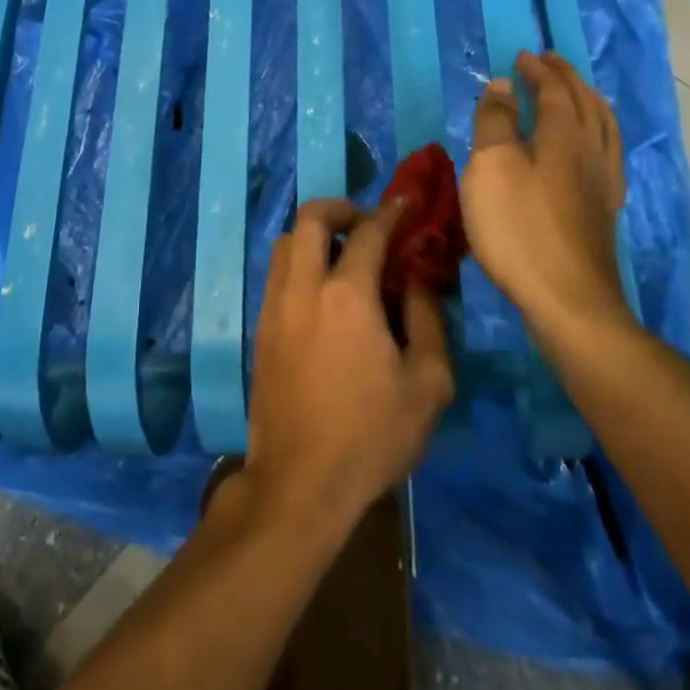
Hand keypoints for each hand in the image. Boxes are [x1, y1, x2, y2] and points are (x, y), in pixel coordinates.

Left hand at [245, 199, 454, 534]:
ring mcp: (275, 307)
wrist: (300, 483)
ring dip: (315, 236)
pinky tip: (322, 295)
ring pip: (286, 243)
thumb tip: (417, 280)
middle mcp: (304, 288)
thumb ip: (428, 320)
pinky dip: (300, 264)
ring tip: (343, 258)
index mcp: (347, 296)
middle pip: (310, 218)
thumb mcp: (428, 385)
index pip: (368, 232)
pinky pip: (277, 275)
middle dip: (341, 208)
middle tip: (366, 224)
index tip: (406, 207)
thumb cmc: (372, 436)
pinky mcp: (261, 330)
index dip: (390, 212)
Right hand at [462, 51, 632, 341]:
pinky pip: (609, 153)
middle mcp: (591, 151)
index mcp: (564, 135)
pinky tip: (593, 147)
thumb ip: (495, 122)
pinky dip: (600, 133)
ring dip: (589, 101)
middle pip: (586, 103)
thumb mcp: (491, 167)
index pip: (555, 90)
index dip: (539, 71)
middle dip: (567, 78)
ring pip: (605, 127)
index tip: (522, 57)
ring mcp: (603, 182)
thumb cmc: (518, 227)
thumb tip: (502, 85)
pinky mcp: (604, 210)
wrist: (567, 299)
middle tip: (549, 62)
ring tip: (577, 92)